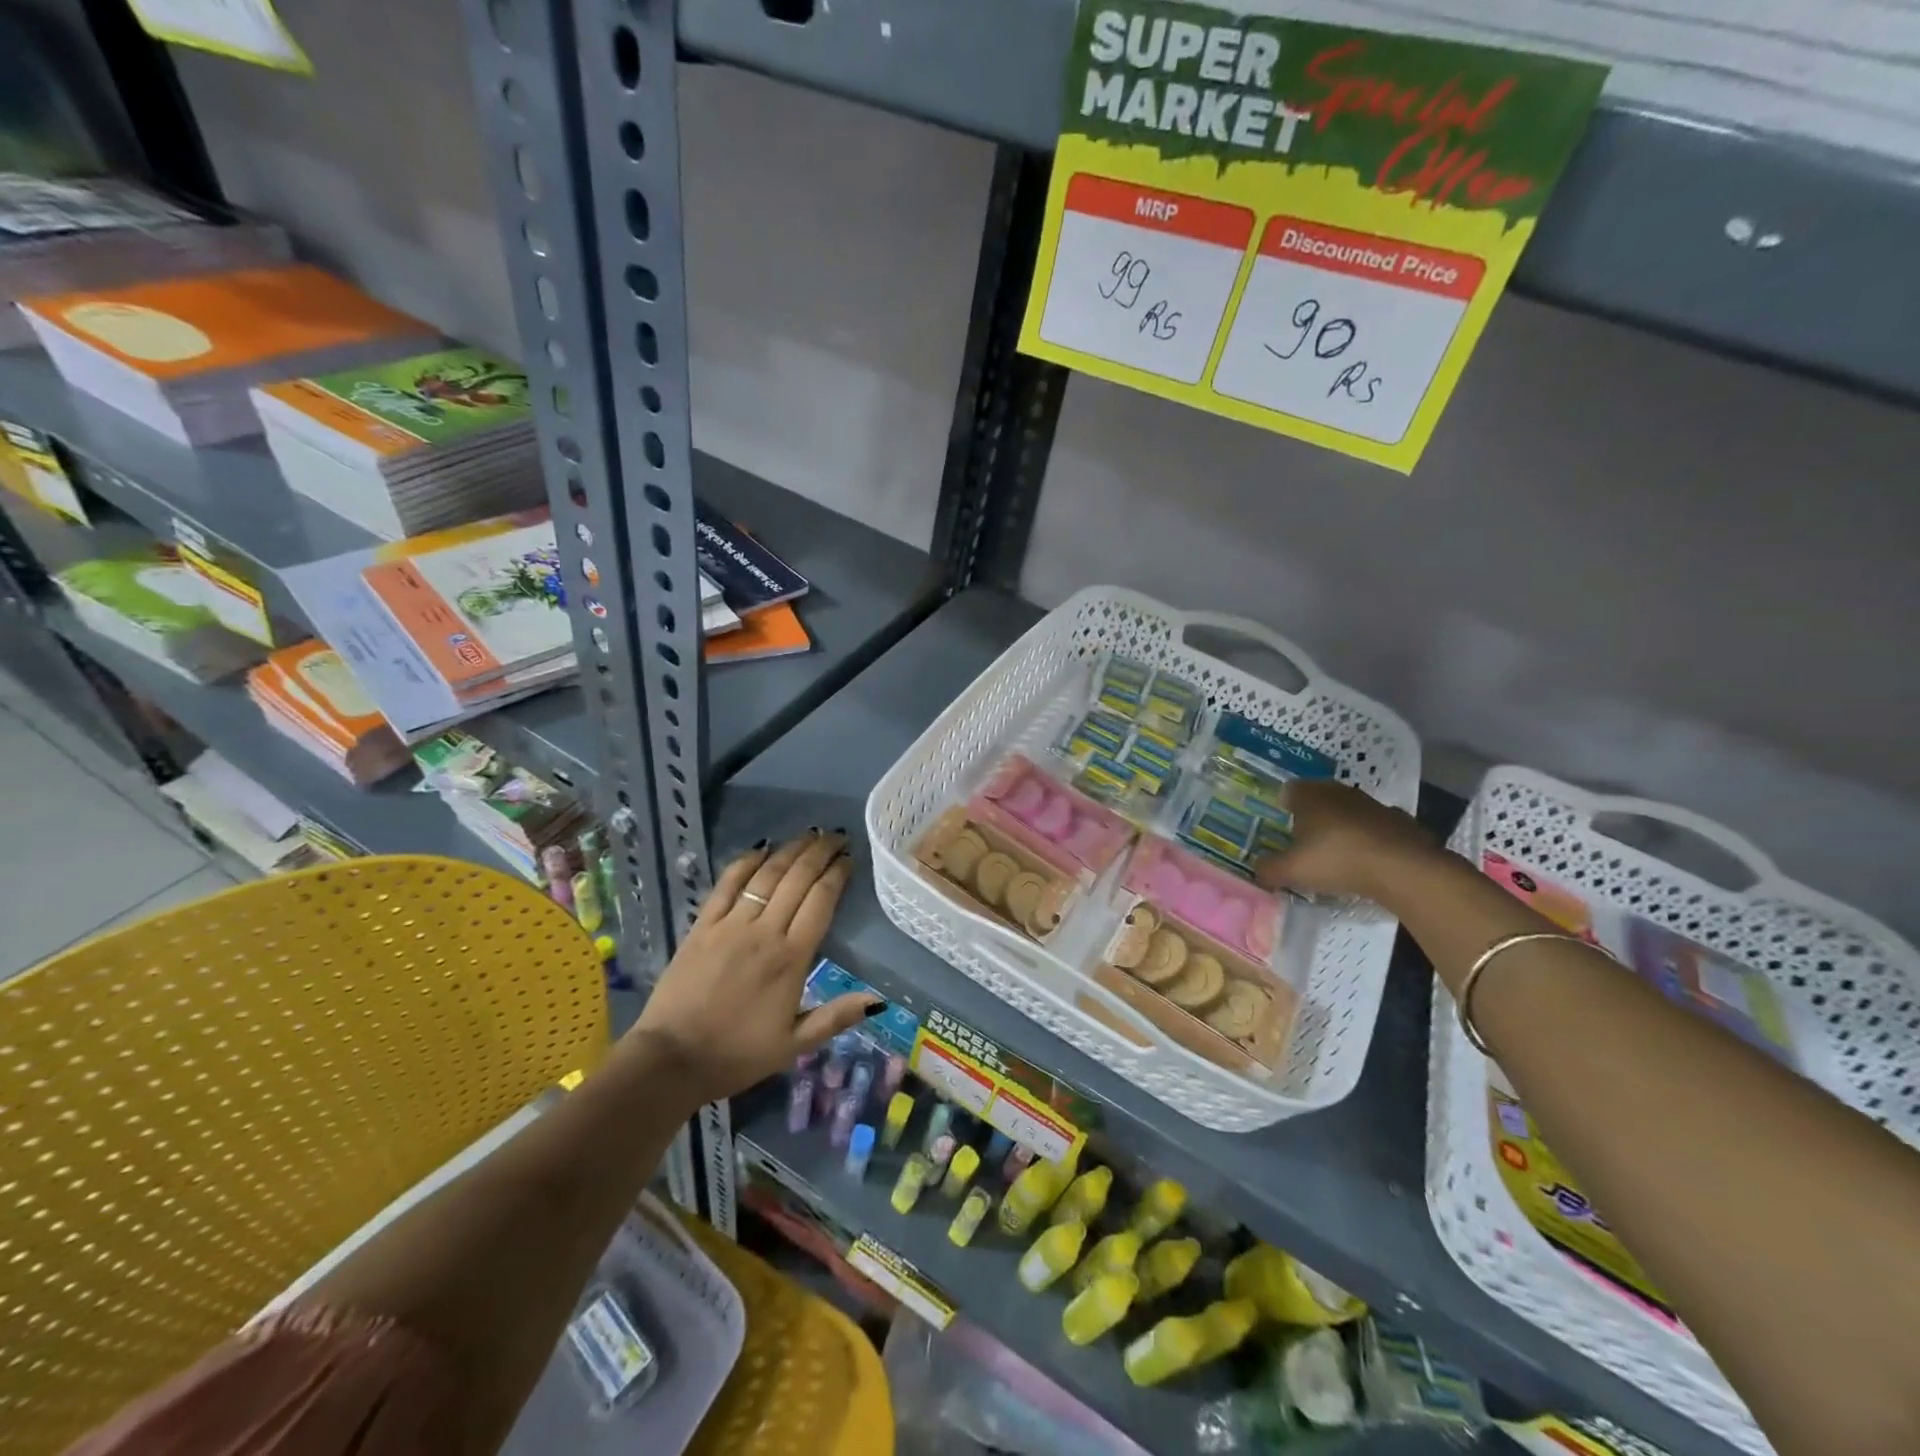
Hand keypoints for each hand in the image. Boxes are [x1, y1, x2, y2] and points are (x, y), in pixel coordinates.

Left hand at [631, 830, 880, 1104]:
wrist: (671, 1060)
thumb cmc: (737, 1054)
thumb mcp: (794, 1045)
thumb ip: (835, 1017)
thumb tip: (878, 999)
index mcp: (791, 958)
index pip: (821, 901)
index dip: (837, 874)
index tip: (850, 857)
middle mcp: (764, 932)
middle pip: (798, 879)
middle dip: (820, 852)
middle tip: (836, 836)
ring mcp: (730, 925)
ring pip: (767, 875)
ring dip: (790, 850)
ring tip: (809, 835)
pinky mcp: (702, 926)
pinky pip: (727, 884)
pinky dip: (745, 862)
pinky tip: (761, 848)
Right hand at [1254, 780, 1438, 902]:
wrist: (1403, 869)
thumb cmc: (1337, 860)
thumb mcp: (1292, 871)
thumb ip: (1268, 869)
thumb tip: (1257, 871)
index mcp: (1310, 796)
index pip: (1289, 791)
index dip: (1283, 807)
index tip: (1281, 827)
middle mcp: (1340, 792)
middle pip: (1319, 798)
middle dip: (1312, 815)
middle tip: (1305, 840)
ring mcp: (1374, 805)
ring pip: (1349, 811)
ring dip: (1343, 826)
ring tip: (1337, 853)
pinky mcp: (1401, 822)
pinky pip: (1377, 828)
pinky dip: (1371, 839)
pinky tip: (1368, 861)